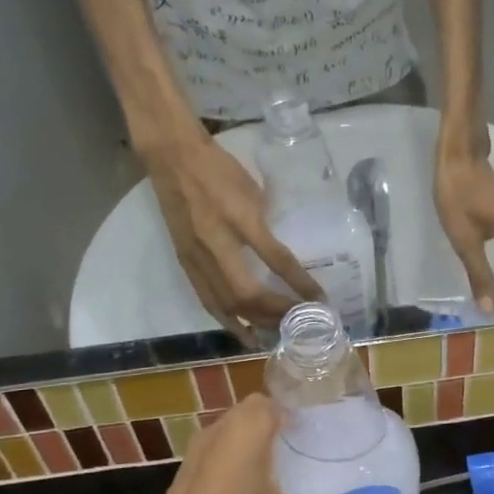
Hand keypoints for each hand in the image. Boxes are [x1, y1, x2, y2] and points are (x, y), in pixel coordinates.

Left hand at [123, 395, 376, 493]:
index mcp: (245, 430)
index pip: (274, 399)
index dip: (300, 408)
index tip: (326, 426)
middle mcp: (217, 433)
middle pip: (254, 416)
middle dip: (282, 429)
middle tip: (315, 450)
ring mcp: (194, 459)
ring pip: (232, 439)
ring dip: (256, 449)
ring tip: (290, 473)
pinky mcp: (182, 485)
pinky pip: (218, 462)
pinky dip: (238, 470)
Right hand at [146, 131, 320, 335]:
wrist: (172, 158)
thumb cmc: (219, 168)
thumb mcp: (253, 190)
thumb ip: (266, 223)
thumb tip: (281, 254)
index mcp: (239, 219)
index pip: (276, 259)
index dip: (299, 283)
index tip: (320, 300)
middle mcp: (216, 244)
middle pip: (248, 293)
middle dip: (277, 312)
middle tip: (301, 323)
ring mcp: (196, 257)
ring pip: (226, 304)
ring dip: (255, 322)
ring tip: (278, 335)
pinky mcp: (184, 263)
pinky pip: (207, 300)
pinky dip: (227, 320)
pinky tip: (244, 333)